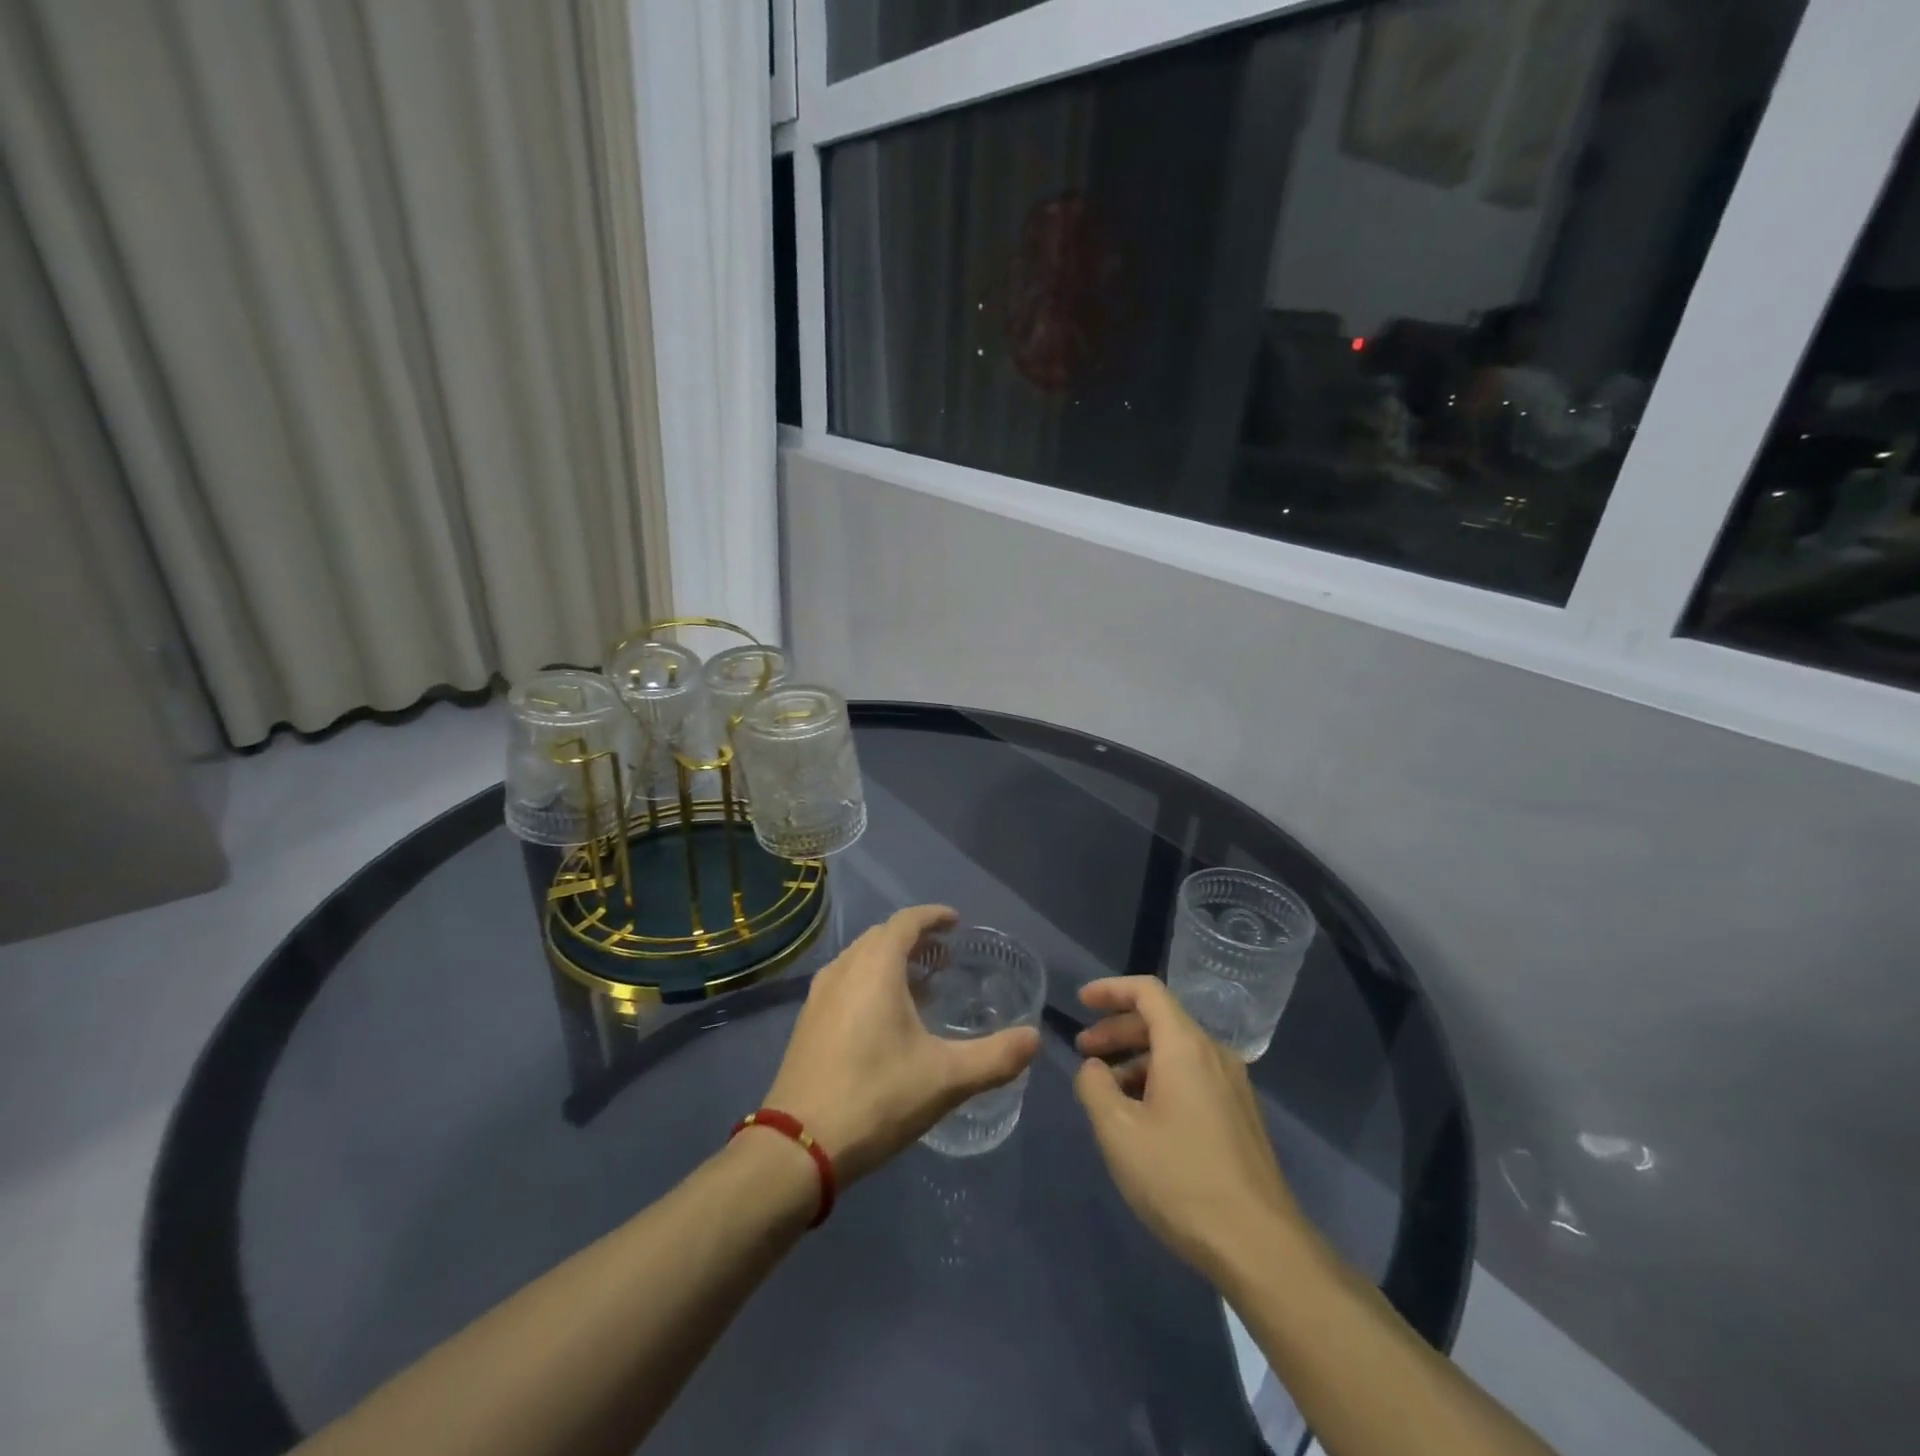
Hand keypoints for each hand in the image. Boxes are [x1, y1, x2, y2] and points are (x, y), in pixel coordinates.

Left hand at [763, 905, 1040, 1184]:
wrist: (797, 1147)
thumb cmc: (876, 1098)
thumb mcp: (945, 1079)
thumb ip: (995, 1057)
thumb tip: (1034, 1039)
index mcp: (875, 967)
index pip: (906, 921)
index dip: (933, 916)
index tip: (956, 922)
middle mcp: (844, 969)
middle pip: (882, 936)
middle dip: (915, 939)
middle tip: (945, 958)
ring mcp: (820, 995)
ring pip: (860, 959)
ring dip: (891, 961)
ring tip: (921, 986)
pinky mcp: (807, 1022)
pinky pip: (845, 981)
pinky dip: (870, 981)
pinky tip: (885, 1019)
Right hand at [1073, 976, 1305, 1280]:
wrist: (1260, 1246)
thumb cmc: (1180, 1178)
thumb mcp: (1118, 1131)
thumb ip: (1094, 1087)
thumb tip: (1093, 1068)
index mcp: (1186, 1046)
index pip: (1147, 992)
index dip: (1110, 989)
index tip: (1080, 1001)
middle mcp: (1215, 1055)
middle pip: (1161, 1021)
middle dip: (1117, 1030)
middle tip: (1083, 1052)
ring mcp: (1234, 1087)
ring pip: (1177, 1053)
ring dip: (1137, 1060)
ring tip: (1107, 1093)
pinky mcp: (1241, 1118)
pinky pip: (1193, 1079)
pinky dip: (1160, 1081)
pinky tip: (1142, 1119)